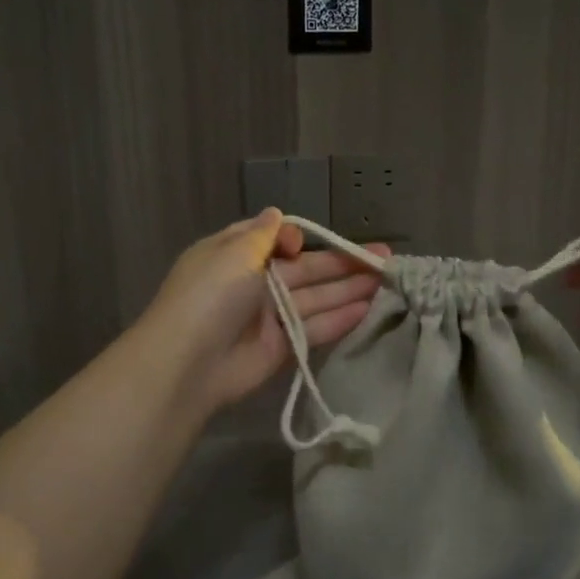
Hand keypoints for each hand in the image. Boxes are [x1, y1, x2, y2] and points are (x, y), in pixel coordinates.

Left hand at [136, 209, 388, 416]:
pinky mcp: (284, 347)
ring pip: (317, 297)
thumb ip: (263, 235)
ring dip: (351, 289)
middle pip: (306, 269)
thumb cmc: (211, 296)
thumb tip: (276, 214)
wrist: (188, 364)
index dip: (298, 238)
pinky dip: (342, 318)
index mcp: (235, 254)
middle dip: (343, 263)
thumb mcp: (233, 253)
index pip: (276, 240)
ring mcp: (271, 317)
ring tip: (390, 281)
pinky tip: (371, 308)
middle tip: (386, 258)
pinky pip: (317, 327)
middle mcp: (255, 283)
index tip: (307, 242)